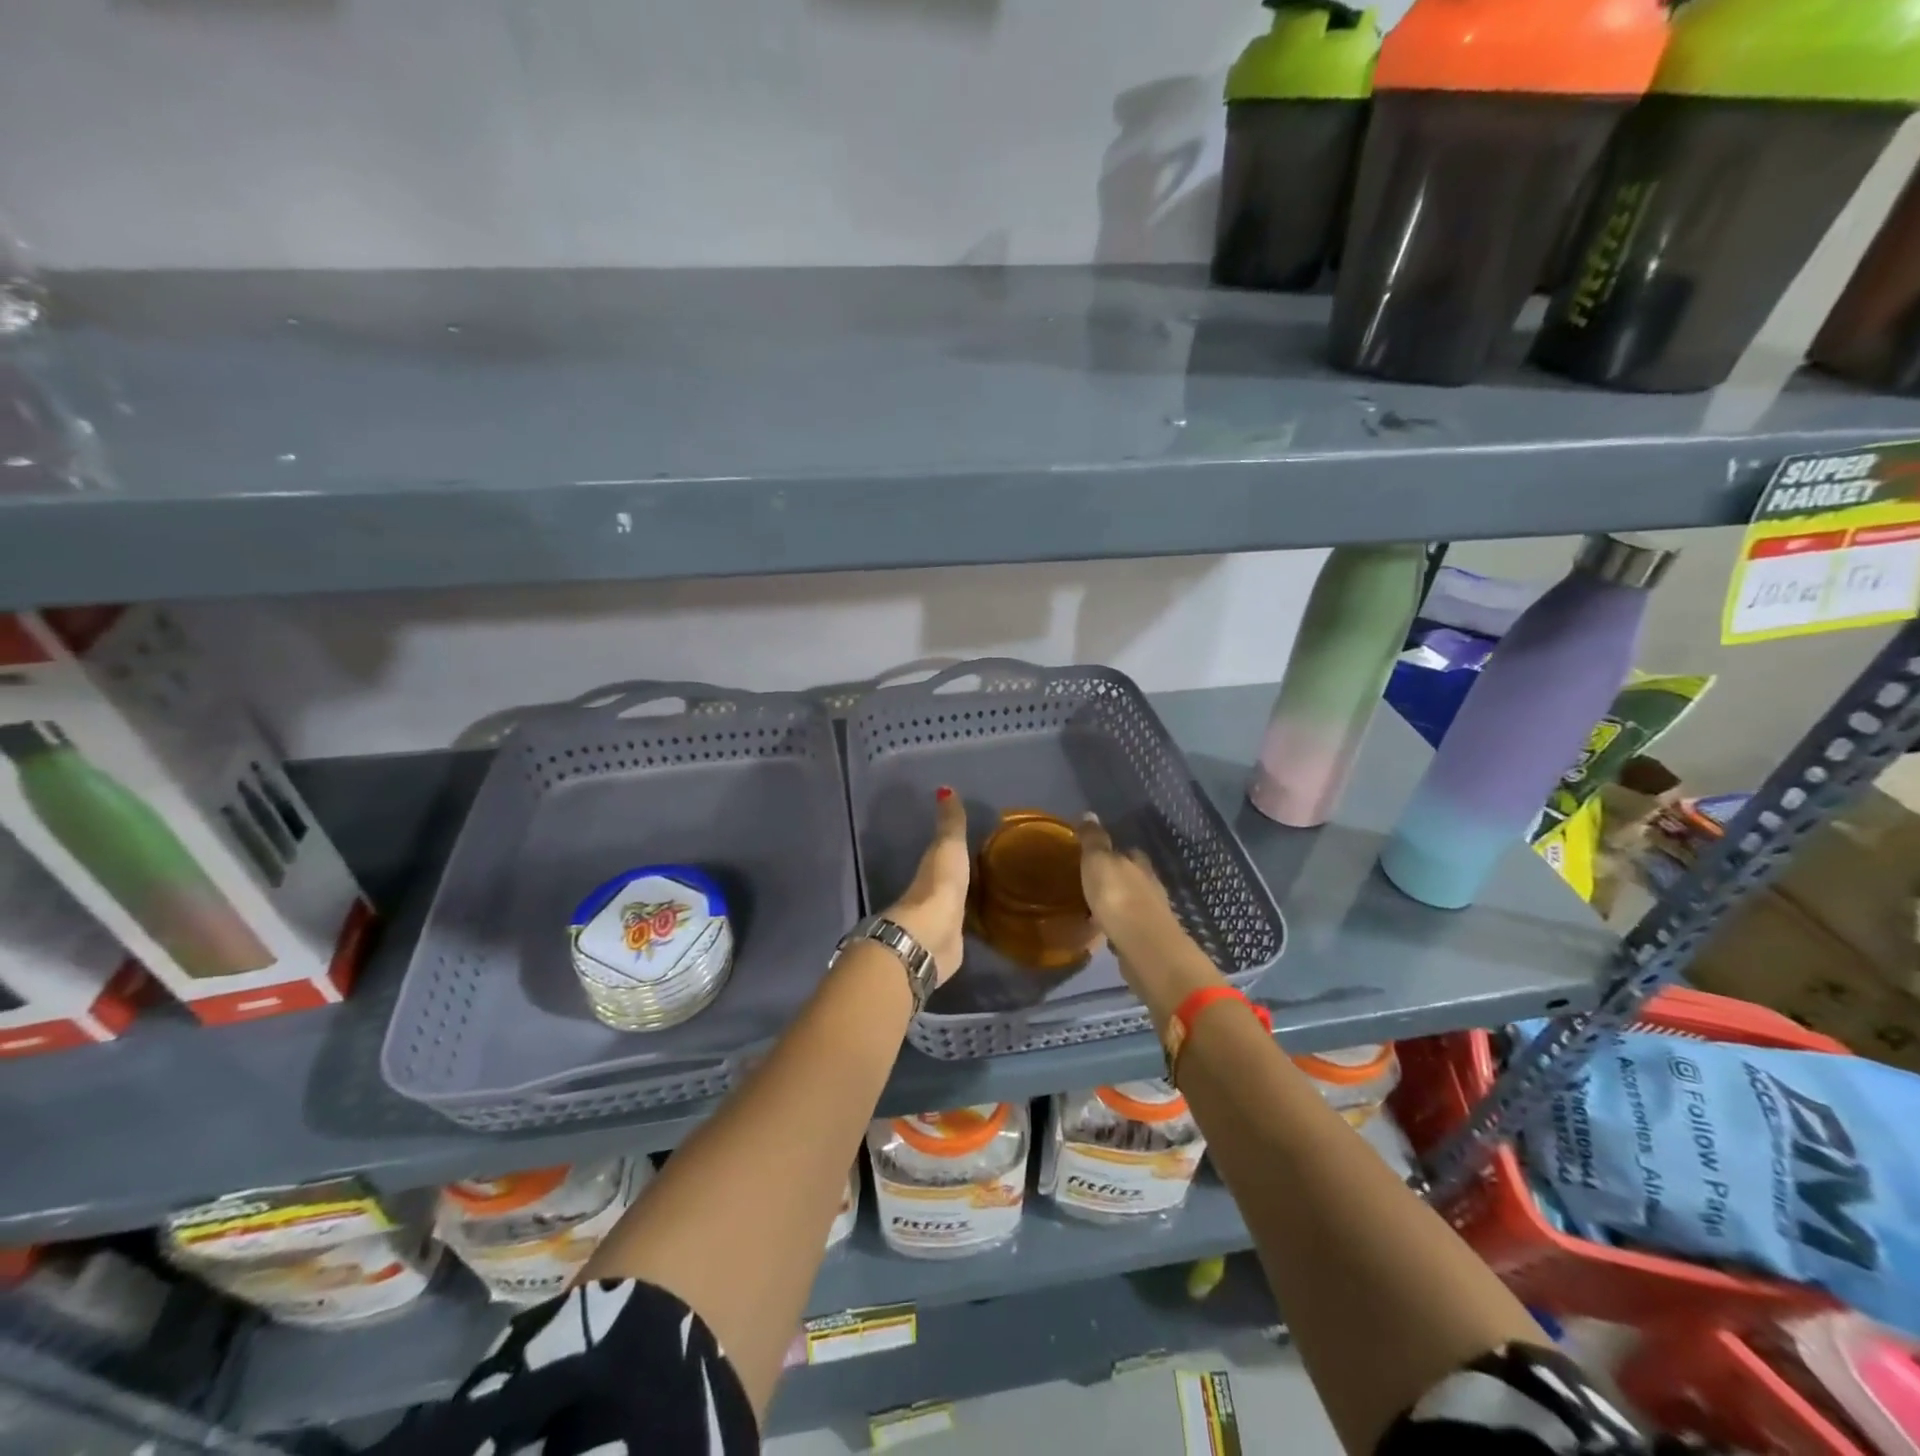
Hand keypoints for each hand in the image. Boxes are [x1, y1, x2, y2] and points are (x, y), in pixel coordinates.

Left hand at [883, 787, 969, 985]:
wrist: (930, 936)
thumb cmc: (939, 885)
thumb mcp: (948, 847)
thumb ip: (950, 822)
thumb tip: (944, 787)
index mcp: (930, 867)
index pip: (942, 852)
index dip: (953, 846)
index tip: (972, 841)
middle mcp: (932, 893)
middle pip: (948, 879)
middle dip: (961, 874)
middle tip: (984, 867)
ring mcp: (940, 920)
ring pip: (955, 904)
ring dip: (965, 900)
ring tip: (988, 894)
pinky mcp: (951, 944)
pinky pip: (963, 928)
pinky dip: (969, 923)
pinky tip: (983, 923)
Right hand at [1074, 813, 1174, 952]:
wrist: (1143, 946)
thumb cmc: (1118, 897)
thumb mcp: (1098, 862)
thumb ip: (1094, 840)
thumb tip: (1089, 813)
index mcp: (1139, 864)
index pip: (1130, 852)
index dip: (1115, 852)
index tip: (1097, 856)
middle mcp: (1151, 885)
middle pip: (1134, 877)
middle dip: (1117, 878)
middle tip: (1093, 882)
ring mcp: (1152, 914)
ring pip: (1133, 902)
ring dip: (1118, 904)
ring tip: (1095, 908)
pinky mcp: (1148, 940)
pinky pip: (1129, 927)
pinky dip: (1118, 926)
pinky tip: (1104, 931)